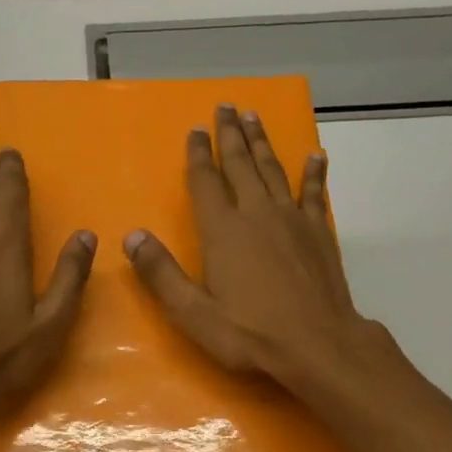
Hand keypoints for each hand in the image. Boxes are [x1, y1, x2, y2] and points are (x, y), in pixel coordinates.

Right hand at [124, 104, 374, 389]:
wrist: (317, 345)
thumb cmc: (250, 334)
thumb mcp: (193, 313)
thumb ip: (162, 274)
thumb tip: (132, 236)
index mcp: (223, 231)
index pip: (205, 181)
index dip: (198, 154)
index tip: (195, 129)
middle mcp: (257, 214)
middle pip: (240, 165)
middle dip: (231, 135)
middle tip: (226, 107)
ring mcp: (292, 220)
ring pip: (273, 170)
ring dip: (262, 143)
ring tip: (254, 117)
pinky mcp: (319, 233)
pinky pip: (314, 193)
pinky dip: (312, 173)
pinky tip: (314, 156)